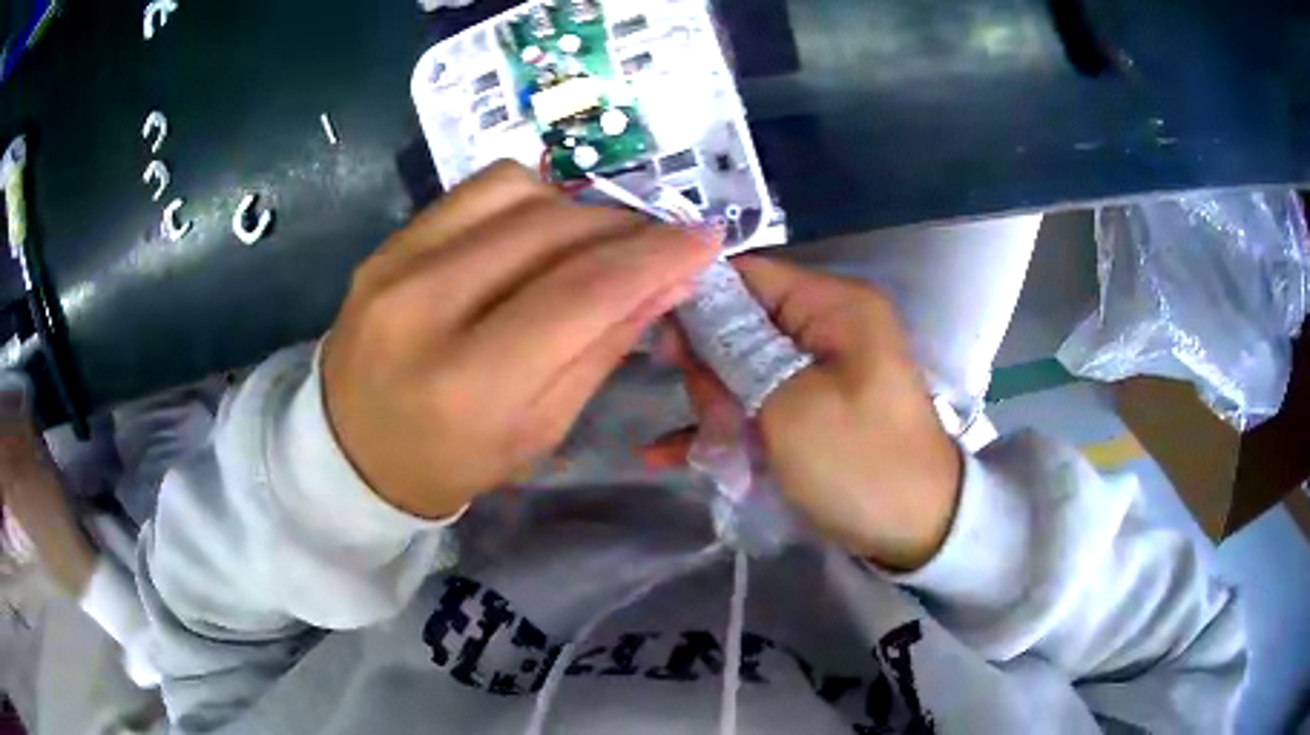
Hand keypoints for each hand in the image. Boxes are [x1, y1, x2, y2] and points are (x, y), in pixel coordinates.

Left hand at [322, 162, 714, 518]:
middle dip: (626, 228)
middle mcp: (425, 309)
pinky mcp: (386, 243)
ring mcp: (396, 264)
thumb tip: (668, 281)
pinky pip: (477, 190)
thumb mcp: (539, 431)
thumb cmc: (451, 460)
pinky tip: (543, 228)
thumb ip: (601, 349)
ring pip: (518, 192)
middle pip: (553, 231)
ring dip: (578, 208)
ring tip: (599, 240)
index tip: (704, 240)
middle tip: (660, 244)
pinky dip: (530, 198)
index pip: (581, 294)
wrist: (351, 446)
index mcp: (469, 385)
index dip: (655, 258)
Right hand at [647, 257, 960, 570]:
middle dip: (709, 366)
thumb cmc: (858, 462)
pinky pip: (759, 402)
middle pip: (742, 322)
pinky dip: (724, 426)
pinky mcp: (812, 409)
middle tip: (701, 411)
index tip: (660, 345)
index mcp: (834, 305)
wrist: (917, 531)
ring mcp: (820, 371)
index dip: (698, 301)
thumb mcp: (789, 407)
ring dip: (712, 403)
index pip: (748, 275)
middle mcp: (828, 326)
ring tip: (700, 446)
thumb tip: (686, 321)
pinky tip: (669, 454)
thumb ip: (732, 356)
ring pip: (743, 367)